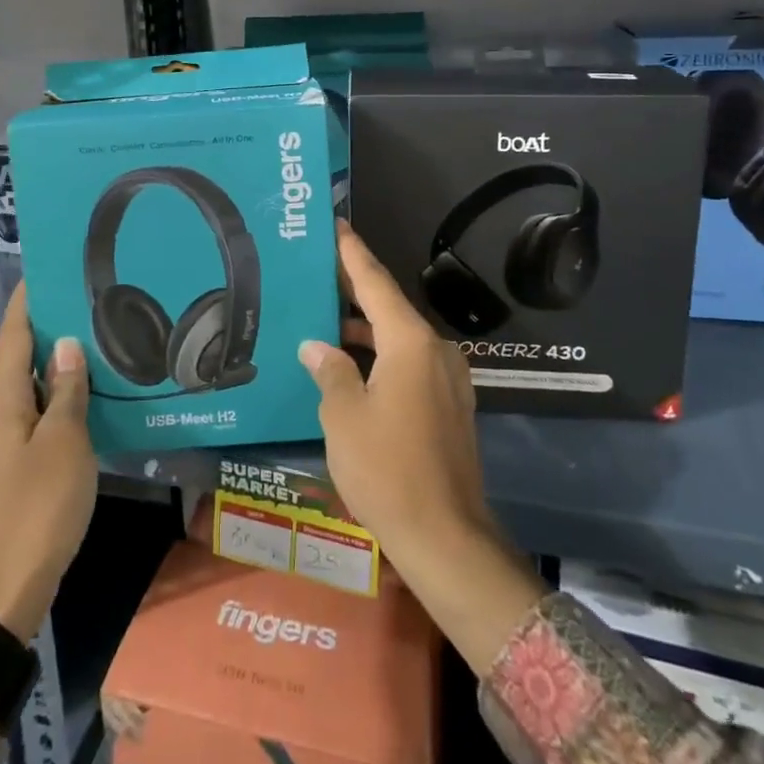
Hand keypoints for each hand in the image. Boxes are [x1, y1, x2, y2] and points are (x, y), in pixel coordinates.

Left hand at [0, 281, 95, 643]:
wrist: (0, 596)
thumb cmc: (35, 510)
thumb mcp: (63, 445)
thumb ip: (67, 393)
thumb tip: (67, 346)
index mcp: (2, 403)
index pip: (14, 336)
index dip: (28, 302)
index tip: (48, 270)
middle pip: (18, 361)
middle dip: (47, 330)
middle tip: (86, 303)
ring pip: (26, 392)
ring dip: (54, 367)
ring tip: (92, 344)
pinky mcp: (9, 473)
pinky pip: (32, 419)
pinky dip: (55, 400)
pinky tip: (83, 403)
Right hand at [300, 221, 544, 674]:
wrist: (446, 538)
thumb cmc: (388, 470)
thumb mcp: (343, 417)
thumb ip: (330, 371)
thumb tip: (317, 346)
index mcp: (410, 342)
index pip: (375, 282)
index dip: (352, 252)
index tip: (335, 225)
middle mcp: (435, 350)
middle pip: (388, 306)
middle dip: (352, 288)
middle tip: (315, 269)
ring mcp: (446, 379)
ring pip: (398, 337)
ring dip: (363, 328)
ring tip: (321, 316)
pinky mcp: (448, 405)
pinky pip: (408, 363)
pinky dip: (379, 355)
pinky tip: (348, 365)